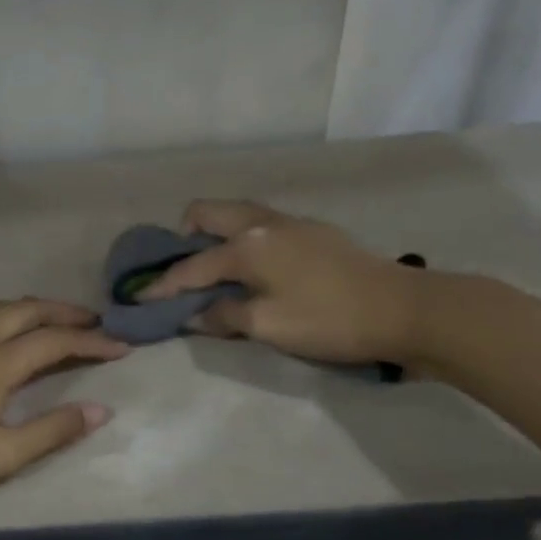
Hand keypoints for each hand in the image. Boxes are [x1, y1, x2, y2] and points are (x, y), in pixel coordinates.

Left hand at [0, 298, 125, 539]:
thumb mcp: (0, 456)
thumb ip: (53, 430)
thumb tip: (101, 410)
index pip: (55, 342)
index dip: (92, 343)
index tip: (121, 348)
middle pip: (25, 310)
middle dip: (63, 313)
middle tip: (92, 322)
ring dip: (24, 308)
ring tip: (44, 320)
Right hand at [139, 200, 423, 363]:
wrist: (403, 309)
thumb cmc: (327, 320)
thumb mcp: (268, 326)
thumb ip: (224, 316)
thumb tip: (194, 315)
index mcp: (248, 245)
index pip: (192, 266)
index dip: (162, 286)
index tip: (138, 300)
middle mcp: (263, 222)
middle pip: (208, 213)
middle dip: (184, 238)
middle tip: (181, 272)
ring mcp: (291, 222)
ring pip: (237, 214)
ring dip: (215, 235)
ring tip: (213, 269)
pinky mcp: (313, 231)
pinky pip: (260, 224)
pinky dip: (242, 239)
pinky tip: (253, 269)